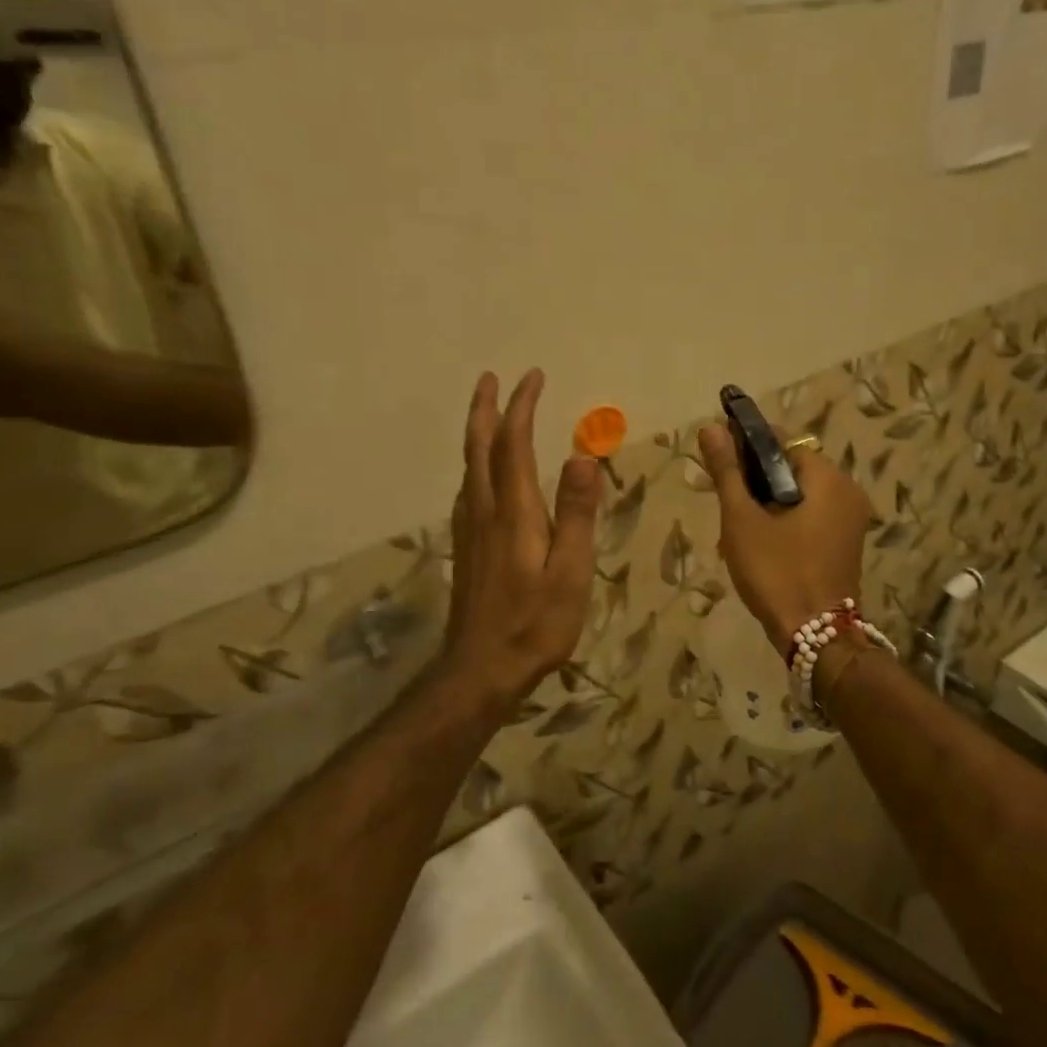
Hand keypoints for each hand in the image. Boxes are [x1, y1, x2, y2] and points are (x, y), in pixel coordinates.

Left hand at [442, 370, 602, 707]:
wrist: (481, 670)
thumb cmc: (535, 624)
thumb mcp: (570, 572)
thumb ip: (576, 514)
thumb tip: (581, 456)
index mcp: (514, 512)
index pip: (514, 445)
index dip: (522, 408)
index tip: (532, 377)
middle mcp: (484, 511)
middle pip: (479, 448)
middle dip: (486, 409)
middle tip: (491, 378)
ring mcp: (470, 531)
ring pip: (468, 468)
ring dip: (477, 433)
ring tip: (486, 414)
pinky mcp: (466, 549)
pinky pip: (467, 490)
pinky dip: (474, 465)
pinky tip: (480, 474)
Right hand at [697, 425, 870, 648]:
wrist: (816, 636)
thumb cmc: (776, 572)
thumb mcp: (742, 520)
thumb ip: (727, 471)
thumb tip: (710, 427)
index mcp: (828, 478)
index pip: (783, 442)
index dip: (748, 447)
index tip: (719, 462)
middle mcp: (847, 491)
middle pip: (792, 468)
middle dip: (755, 481)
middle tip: (726, 504)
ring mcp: (851, 519)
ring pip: (800, 494)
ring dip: (768, 503)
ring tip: (737, 528)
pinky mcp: (846, 543)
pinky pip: (812, 516)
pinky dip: (786, 520)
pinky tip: (761, 543)